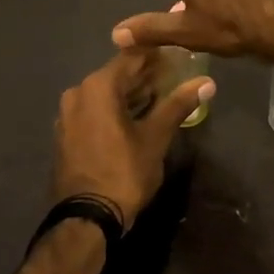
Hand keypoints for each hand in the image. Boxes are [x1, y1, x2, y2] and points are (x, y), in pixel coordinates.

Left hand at [51, 50, 214, 230]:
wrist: (86, 218)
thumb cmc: (124, 172)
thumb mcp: (156, 137)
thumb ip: (178, 105)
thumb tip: (207, 83)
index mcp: (98, 87)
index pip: (131, 57)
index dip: (157, 55)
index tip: (179, 55)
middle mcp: (78, 93)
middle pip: (117, 75)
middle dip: (145, 75)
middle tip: (175, 76)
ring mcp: (68, 114)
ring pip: (105, 94)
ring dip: (131, 94)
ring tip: (161, 96)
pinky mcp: (67, 134)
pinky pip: (94, 111)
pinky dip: (115, 109)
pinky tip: (136, 117)